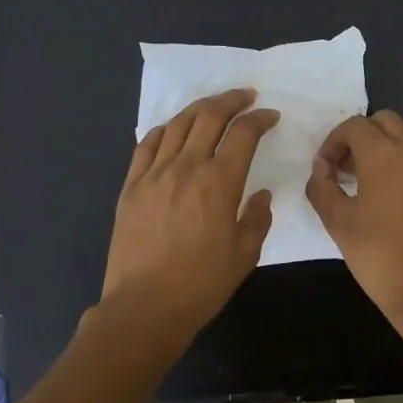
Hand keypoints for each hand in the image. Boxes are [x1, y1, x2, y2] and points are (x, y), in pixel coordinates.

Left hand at [101, 89, 278, 349]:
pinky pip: (147, 145)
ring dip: (199, 108)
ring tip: (213, 106)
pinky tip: (173, 130)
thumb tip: (260, 194)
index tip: (270, 116)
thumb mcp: (245, 254)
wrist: (145, 306)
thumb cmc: (201, 284)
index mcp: (219, 182)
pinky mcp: (131, 186)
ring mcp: (154, 174)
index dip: (260, 119)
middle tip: (246, 96)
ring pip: (177, 124)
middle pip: (209, 116)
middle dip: (232, 100)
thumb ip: (256, 218)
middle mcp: (186, 167)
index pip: (243, 134)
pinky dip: (164, 129)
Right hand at [306, 111, 402, 339]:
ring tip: (375, 176)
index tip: (326, 169)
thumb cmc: (379, 256)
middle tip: (348, 168)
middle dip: (362, 137)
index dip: (333, 142)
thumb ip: (322, 187)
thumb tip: (321, 168)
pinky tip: (401, 193)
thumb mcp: (337, 223)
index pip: (353, 126)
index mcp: (384, 154)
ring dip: (389, 143)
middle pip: (385, 121)